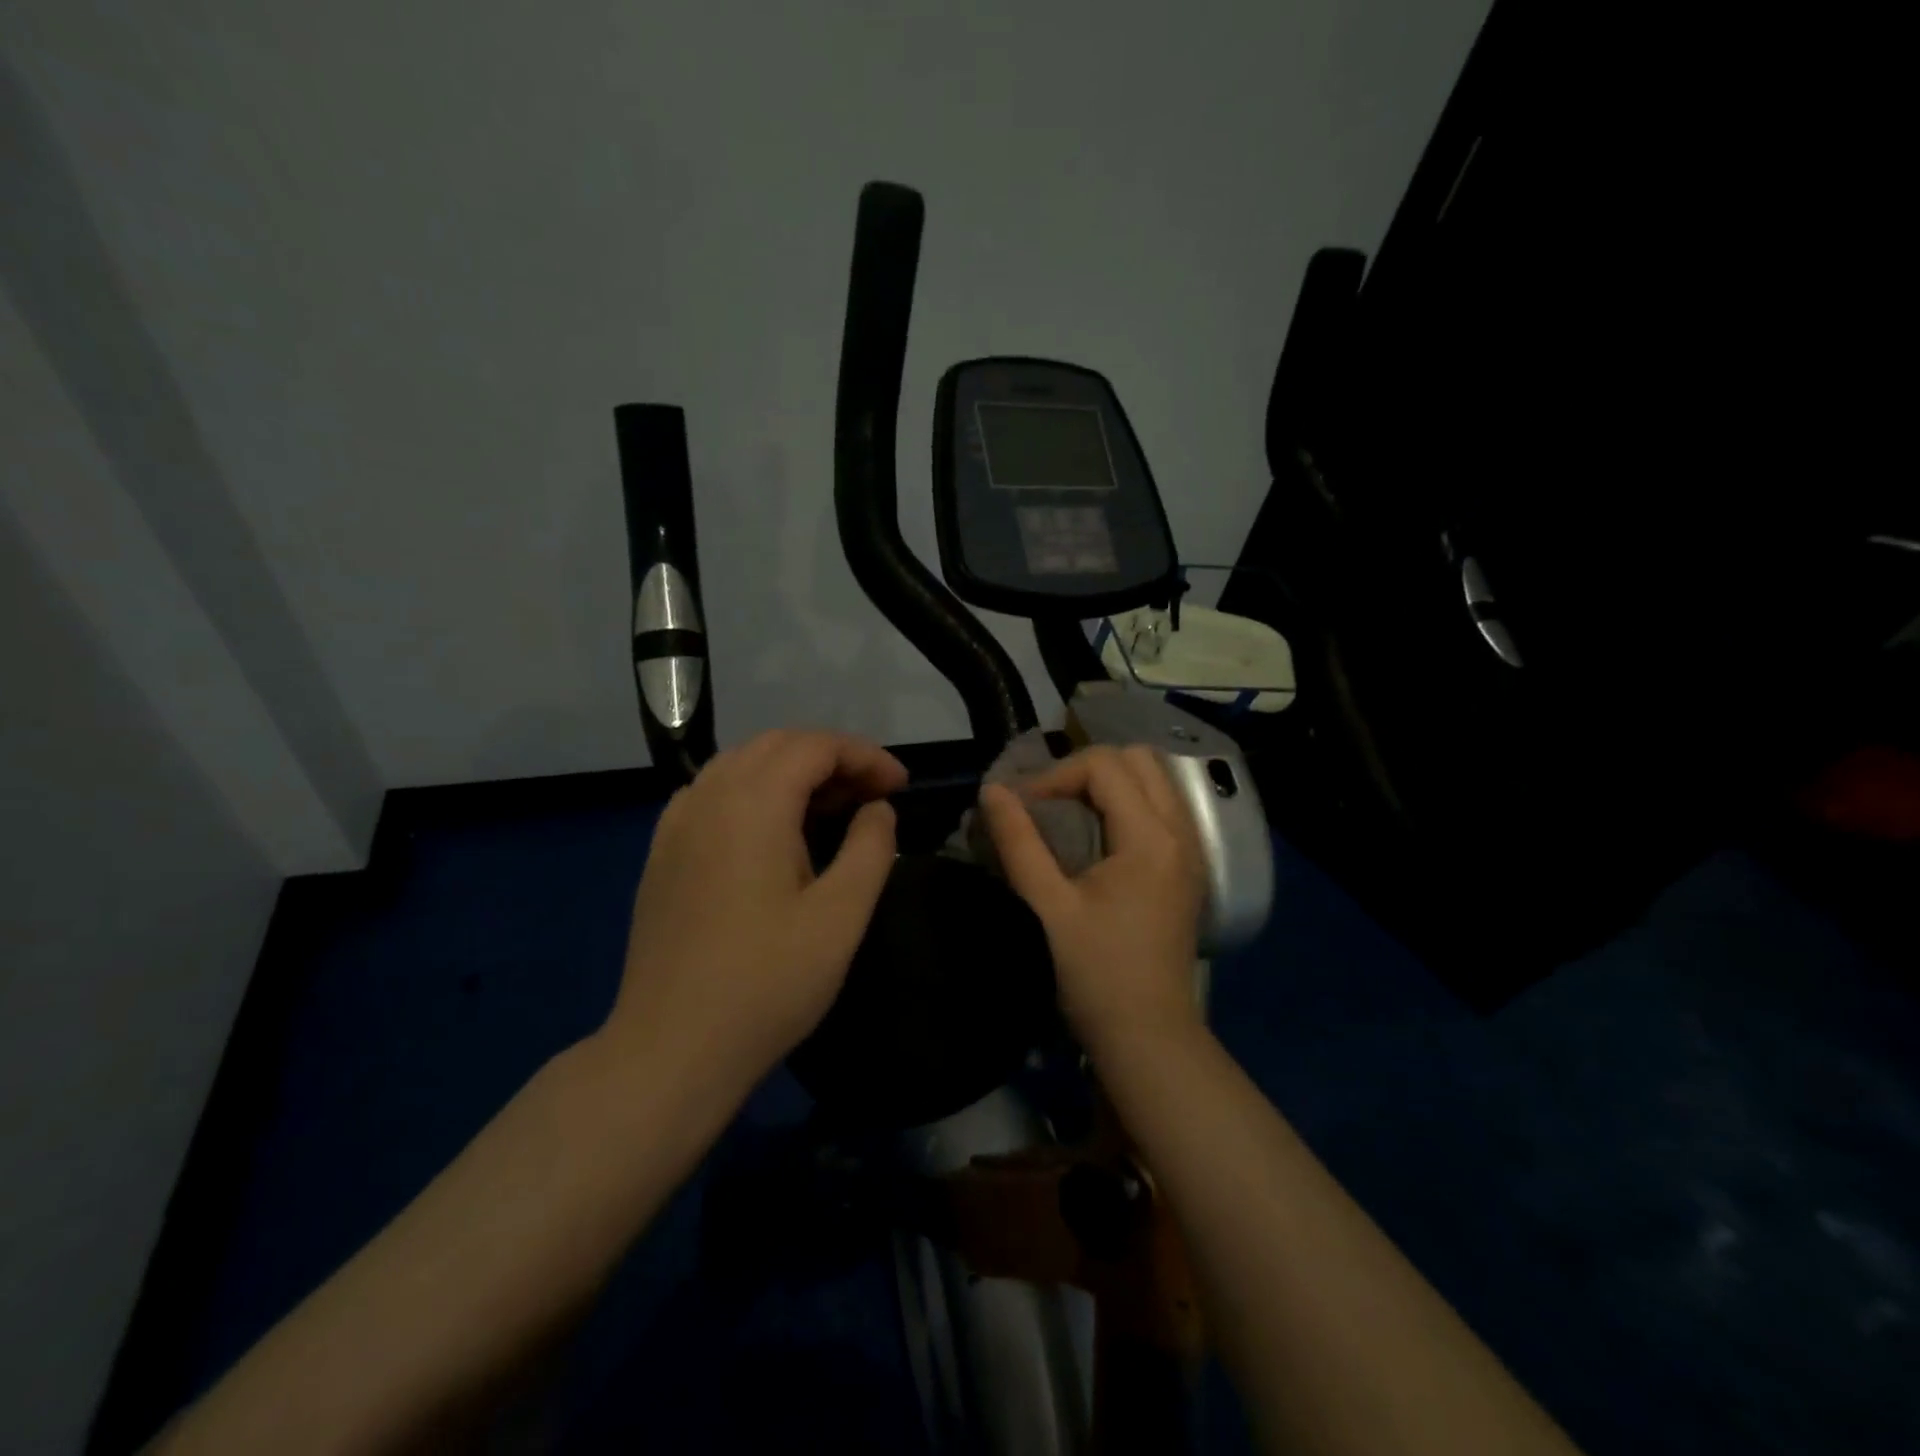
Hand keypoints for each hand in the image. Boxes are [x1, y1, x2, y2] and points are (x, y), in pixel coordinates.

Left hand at [606, 730, 906, 1090]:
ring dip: (793, 771)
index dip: (865, 756)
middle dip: (832, 758)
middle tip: (873, 796)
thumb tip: (876, 809)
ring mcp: (677, 824)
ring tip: (831, 808)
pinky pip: (713, 793)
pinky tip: (773, 830)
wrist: (671, 1048)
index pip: (816, 746)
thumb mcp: (841, 916)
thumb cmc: (767, 982)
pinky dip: (754, 791)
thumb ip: (870, 848)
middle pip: (777, 745)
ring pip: (742, 764)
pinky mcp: (662, 853)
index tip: (901, 787)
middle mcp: (709, 796)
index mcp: (753, 803)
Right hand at [980, 745, 1206, 1055]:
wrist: (1149, 1036)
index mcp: (1150, 837)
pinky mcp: (1189, 869)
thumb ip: (1018, 842)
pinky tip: (1101, 836)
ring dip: (1111, 783)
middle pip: (1139, 759)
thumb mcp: (1047, 906)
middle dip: (1087, 769)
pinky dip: (1131, 803)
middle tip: (1049, 802)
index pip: (1104, 765)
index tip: (1022, 808)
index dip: (1055, 776)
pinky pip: (1164, 807)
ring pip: (1156, 780)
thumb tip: (992, 790)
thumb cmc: (1095, 974)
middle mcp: (1181, 832)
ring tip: (1071, 813)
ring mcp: (1192, 850)